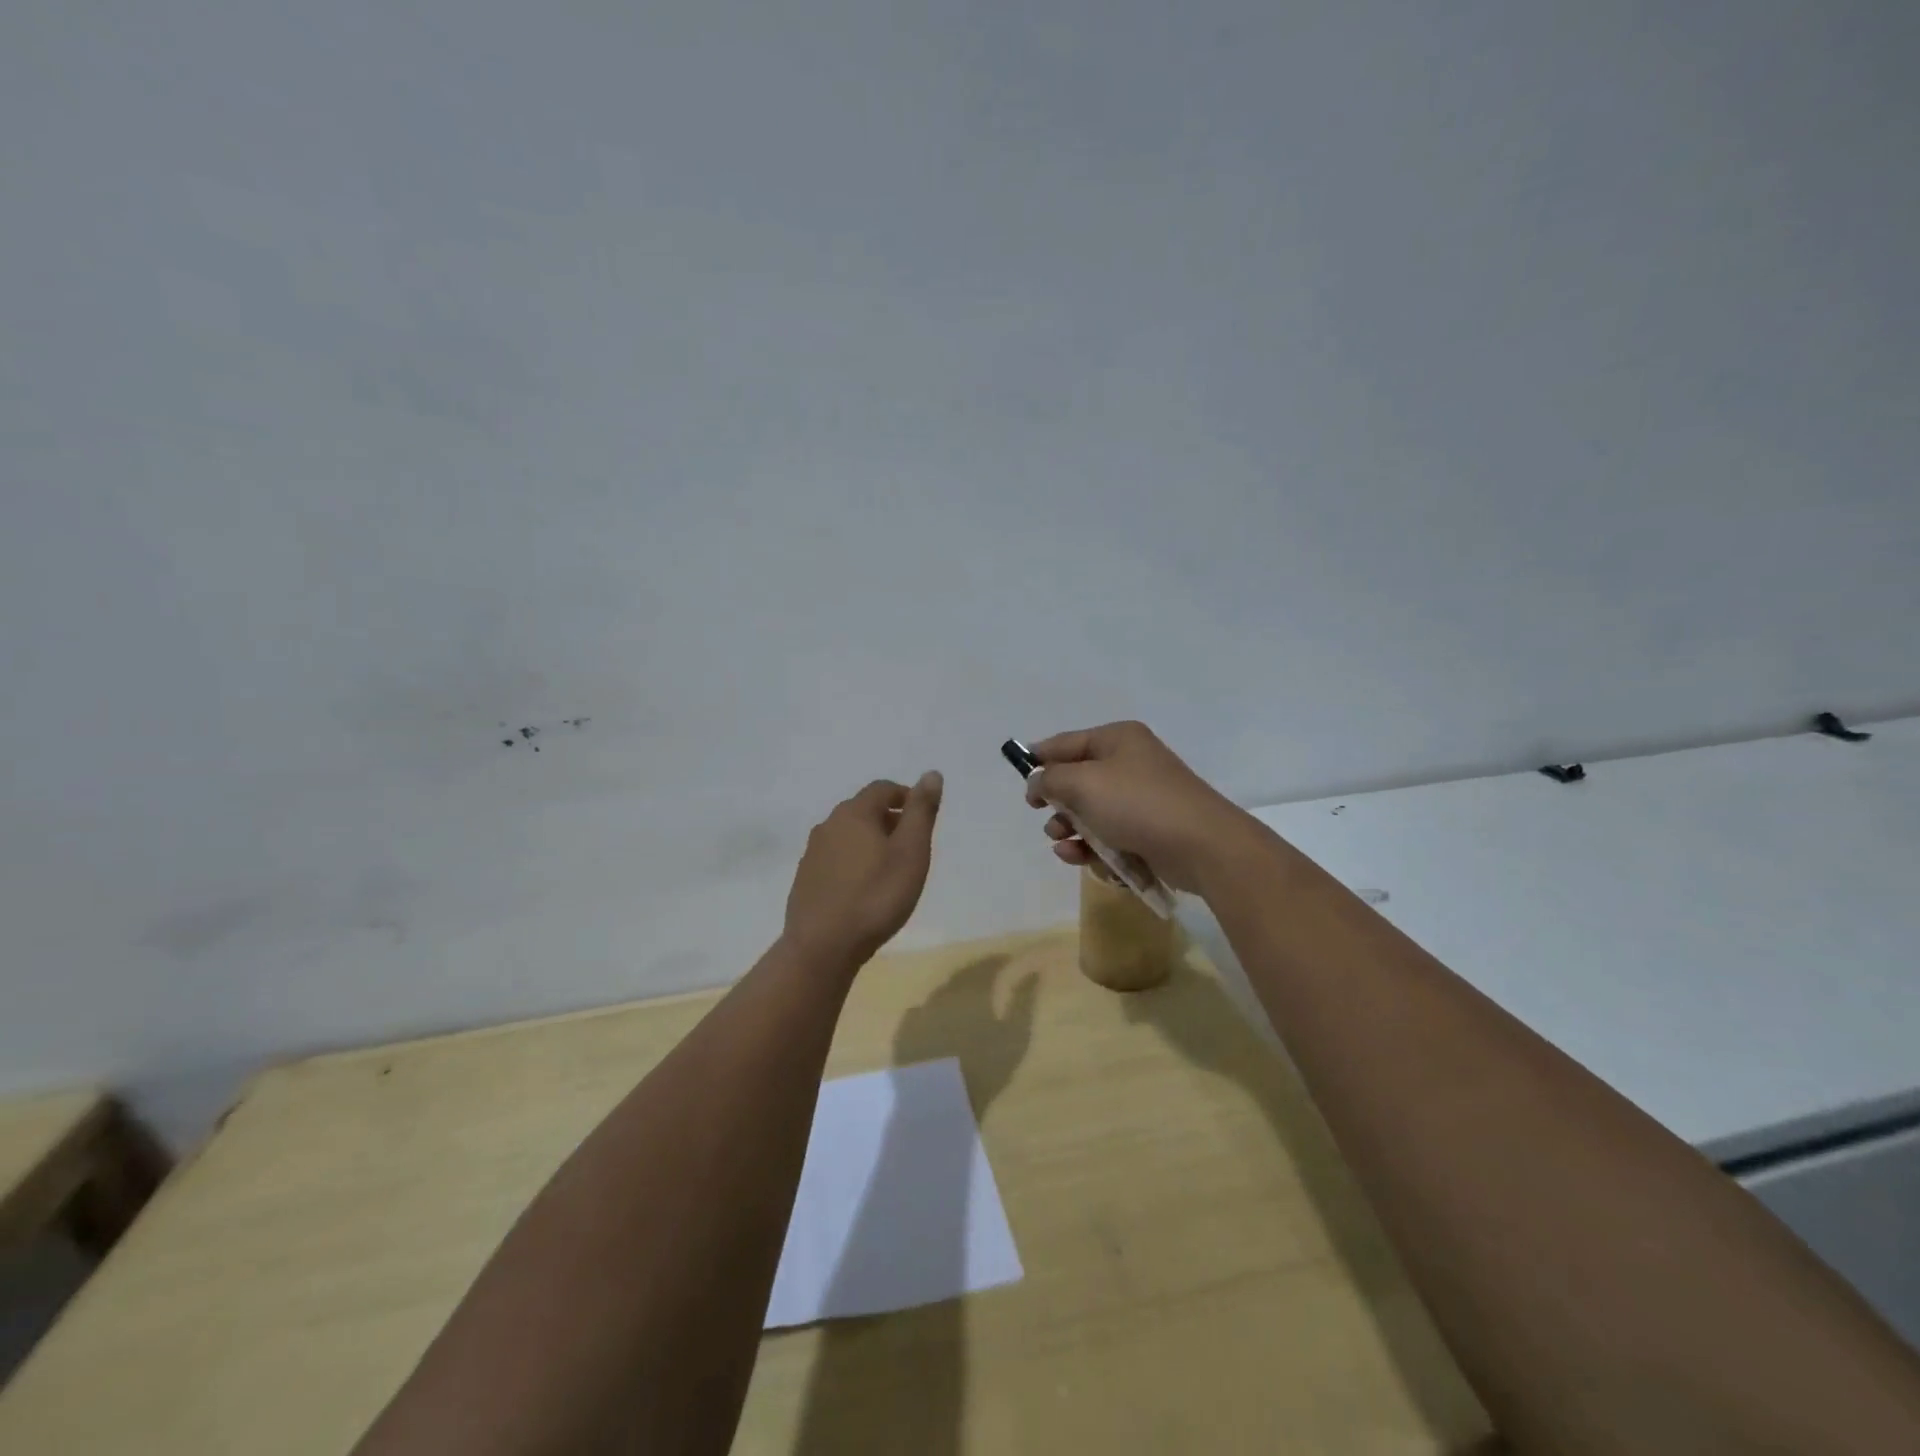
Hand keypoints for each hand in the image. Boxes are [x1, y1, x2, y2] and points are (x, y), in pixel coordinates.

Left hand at [784, 773, 942, 964]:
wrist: (822, 947)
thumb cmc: (876, 896)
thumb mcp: (911, 852)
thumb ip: (921, 811)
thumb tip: (931, 774)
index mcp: (854, 813)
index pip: (882, 788)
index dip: (906, 797)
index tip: (923, 817)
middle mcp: (828, 825)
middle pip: (863, 810)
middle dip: (889, 820)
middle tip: (911, 846)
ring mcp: (812, 853)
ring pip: (847, 836)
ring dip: (869, 842)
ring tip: (889, 869)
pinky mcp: (805, 880)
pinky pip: (834, 859)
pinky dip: (852, 863)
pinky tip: (863, 889)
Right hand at [1025, 721, 1249, 891]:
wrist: (1201, 846)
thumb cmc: (1137, 804)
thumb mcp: (1082, 783)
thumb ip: (1050, 779)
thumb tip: (1037, 782)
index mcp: (1117, 739)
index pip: (1066, 743)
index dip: (1039, 759)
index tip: (1020, 780)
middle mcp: (1130, 763)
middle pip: (1079, 780)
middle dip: (1058, 804)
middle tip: (1049, 820)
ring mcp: (1143, 799)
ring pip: (1093, 813)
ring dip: (1073, 831)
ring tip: (1064, 847)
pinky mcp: (1150, 831)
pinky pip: (1112, 836)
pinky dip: (1095, 849)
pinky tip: (1085, 862)